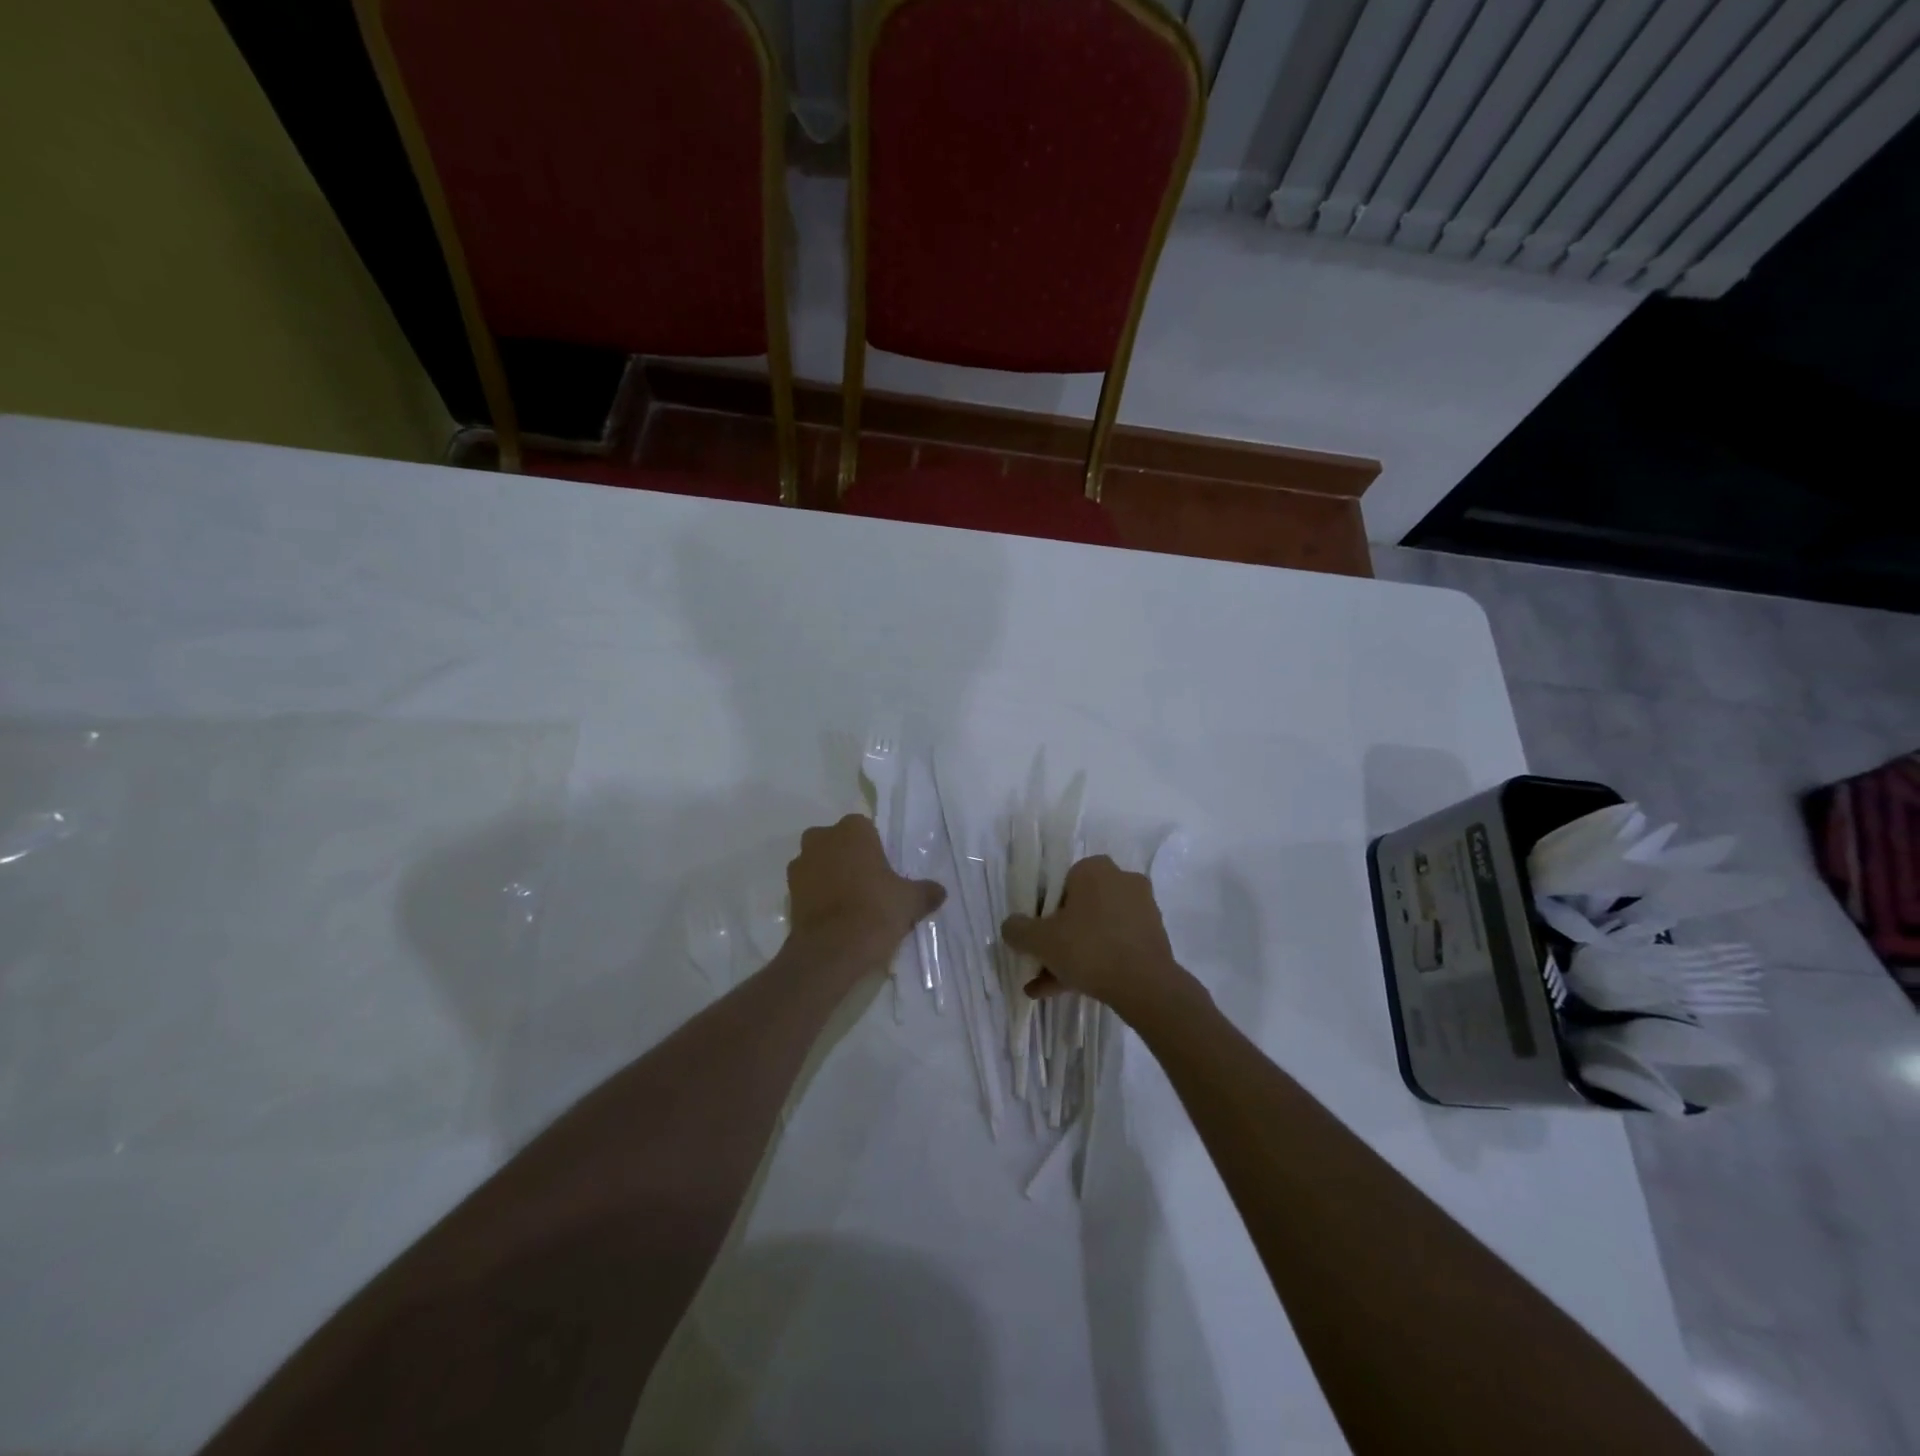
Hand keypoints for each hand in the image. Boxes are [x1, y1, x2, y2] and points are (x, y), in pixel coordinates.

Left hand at [785, 815, 943, 983]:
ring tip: (851, 904)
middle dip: (849, 858)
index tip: (884, 871)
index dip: (874, 849)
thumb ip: (925, 891)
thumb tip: (940, 891)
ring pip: (820, 863)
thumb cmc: (875, 911)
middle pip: (838, 842)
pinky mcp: (788, 892)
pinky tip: (835, 917)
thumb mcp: (910, 901)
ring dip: (831, 875)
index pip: (865, 829)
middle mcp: (821, 838)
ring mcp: (800, 864)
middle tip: (869, 885)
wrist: (831, 951)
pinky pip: (808, 886)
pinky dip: (818, 896)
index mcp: (852, 830)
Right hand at [1002, 856, 1202, 1022]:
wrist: (1145, 986)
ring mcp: (1141, 910)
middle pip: (1079, 909)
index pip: (1060, 884)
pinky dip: (1094, 963)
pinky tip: (1068, 991)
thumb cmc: (1088, 948)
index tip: (1037, 937)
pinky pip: (1114, 946)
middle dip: (1057, 939)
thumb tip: (1010, 927)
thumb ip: (1018, 929)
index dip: (1043, 912)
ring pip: (1095, 931)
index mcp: (1095, 869)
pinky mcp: (1153, 937)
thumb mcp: (1040, 940)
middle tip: (1040, 962)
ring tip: (1046, 986)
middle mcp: (1122, 881)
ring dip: (1072, 955)